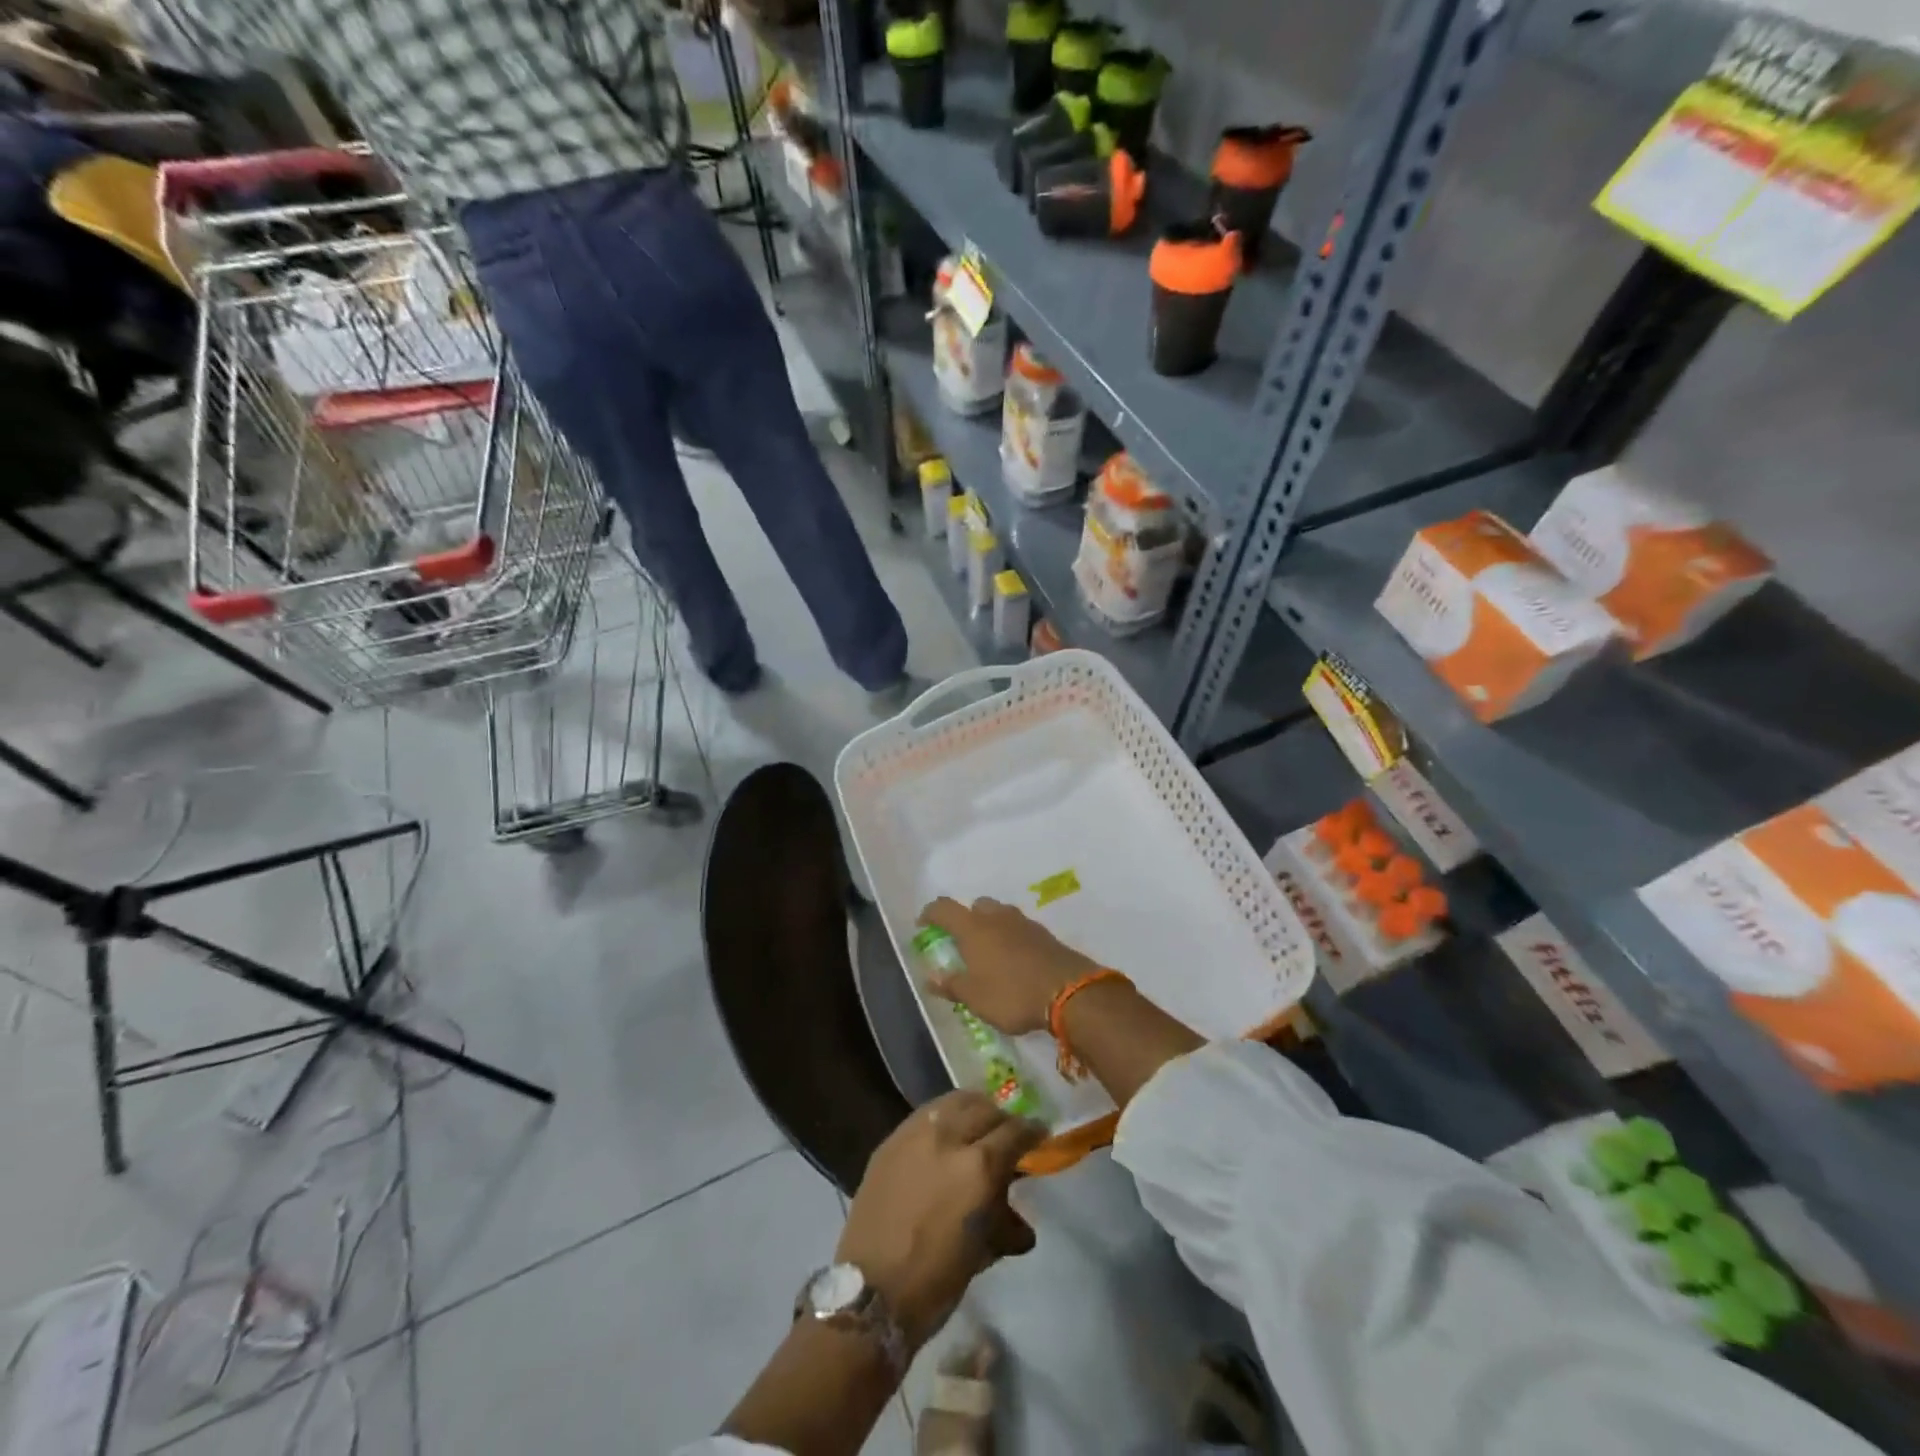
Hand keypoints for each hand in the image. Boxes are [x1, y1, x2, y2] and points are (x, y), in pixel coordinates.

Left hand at [836, 1090, 1044, 1347]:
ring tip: (978, 1124)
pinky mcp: (891, 1139)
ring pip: (955, 1101)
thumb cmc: (935, 1281)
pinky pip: (926, 1113)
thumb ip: (1002, 1220)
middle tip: (1008, 1135)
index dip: (1032, 1132)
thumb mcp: (982, 1250)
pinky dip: (944, 1116)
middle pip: (987, 1109)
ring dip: (974, 1109)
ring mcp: (915, 1134)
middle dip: (1003, 1120)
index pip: (1015, 1132)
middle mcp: (949, 1138)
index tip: (1039, 1135)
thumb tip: (1019, 1222)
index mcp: (978, 1167)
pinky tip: (946, 1132)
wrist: (871, 1292)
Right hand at [918, 897, 1102, 1034]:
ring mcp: (1024, 923)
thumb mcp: (974, 998)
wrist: (1069, 992)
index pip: (945, 908)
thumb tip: (931, 978)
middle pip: (976, 906)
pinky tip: (1015, 960)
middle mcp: (997, 918)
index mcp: (974, 928)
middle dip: (966, 918)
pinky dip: (1012, 938)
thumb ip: (952, 985)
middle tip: (963, 942)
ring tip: (990, 953)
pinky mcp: (1045, 935)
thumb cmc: (1012, 994)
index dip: (931, 913)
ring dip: (992, 927)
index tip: (923, 925)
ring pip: (1001, 915)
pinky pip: (1020, 929)